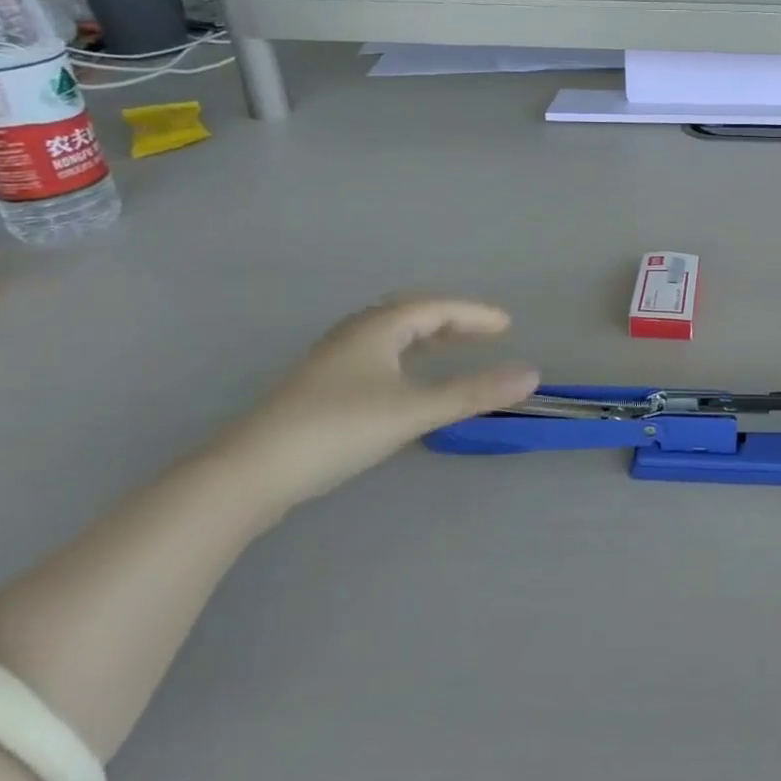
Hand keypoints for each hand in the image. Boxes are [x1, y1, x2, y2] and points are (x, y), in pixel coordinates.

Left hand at [214, 297, 538, 515]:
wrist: (250, 472)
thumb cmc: (338, 429)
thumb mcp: (414, 410)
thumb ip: (473, 393)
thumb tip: (531, 375)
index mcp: (377, 326)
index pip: (437, 307)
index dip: (475, 314)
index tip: (507, 325)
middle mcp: (354, 333)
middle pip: (411, 313)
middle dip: (451, 319)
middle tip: (483, 333)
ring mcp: (332, 359)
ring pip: (389, 334)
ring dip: (425, 336)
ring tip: (450, 349)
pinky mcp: (320, 386)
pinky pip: (376, 354)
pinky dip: (404, 356)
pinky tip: (404, 381)